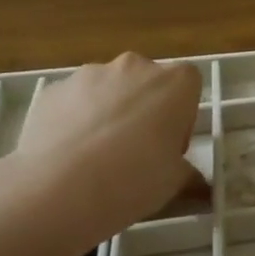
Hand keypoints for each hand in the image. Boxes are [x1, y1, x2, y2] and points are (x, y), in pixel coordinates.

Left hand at [2, 53, 204, 253]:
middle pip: (147, 83)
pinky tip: (68, 156)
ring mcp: (90, 74)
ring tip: (97, 157)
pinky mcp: (54, 89)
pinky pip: (74, 101)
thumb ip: (189, 175)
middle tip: (137, 152)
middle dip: (145, 110)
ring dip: (109, 112)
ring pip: (109, 90)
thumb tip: (200, 187)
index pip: (189, 86)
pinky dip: (75, 120)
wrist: (59, 188)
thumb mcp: (175, 183)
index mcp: (175, 82)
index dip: (182, 116)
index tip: (170, 146)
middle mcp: (135, 67)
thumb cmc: (134, 178)